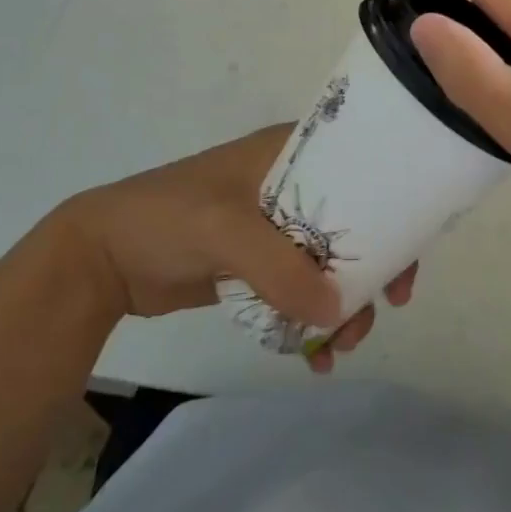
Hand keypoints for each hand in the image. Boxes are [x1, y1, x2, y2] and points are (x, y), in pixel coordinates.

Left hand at [55, 124, 415, 370]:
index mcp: (287, 153)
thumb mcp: (224, 229)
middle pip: (351, 221)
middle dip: (371, 266)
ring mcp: (273, 228)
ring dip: (343, 303)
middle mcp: (289, 185)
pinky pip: (300, 290)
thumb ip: (279, 267)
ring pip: (329, 262)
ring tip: (340, 347)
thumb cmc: (167, 217)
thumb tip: (337, 310)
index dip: (389, 203)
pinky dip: (314, 320)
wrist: (103, 258)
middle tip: (385, 308)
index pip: (356, 167)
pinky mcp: (257, 265)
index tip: (408, 251)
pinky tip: (316, 358)